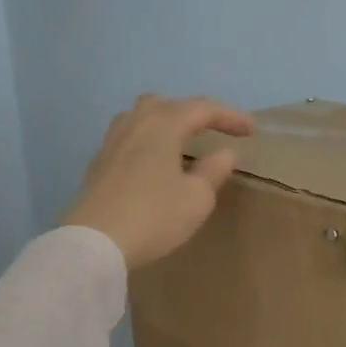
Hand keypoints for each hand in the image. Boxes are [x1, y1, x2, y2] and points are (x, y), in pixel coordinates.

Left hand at [65, 95, 254, 269]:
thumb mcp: (197, 198)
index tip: (251, 130)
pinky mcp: (99, 162)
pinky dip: (148, 138)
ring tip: (181, 138)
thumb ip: (213, 170)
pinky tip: (154, 159)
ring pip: (142, 115)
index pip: (202, 109)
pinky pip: (129, 135)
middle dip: (194, 112)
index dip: (229, 117)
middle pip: (167, 104)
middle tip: (214, 129)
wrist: (94, 243)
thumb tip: (224, 153)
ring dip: (166, 120)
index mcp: (163, 125)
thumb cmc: (154, 216)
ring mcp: (112, 141)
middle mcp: (136, 124)